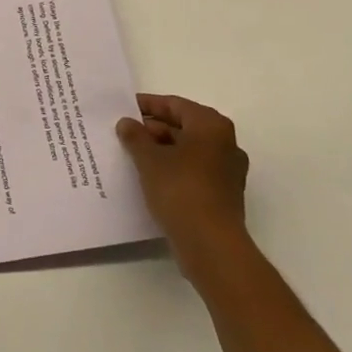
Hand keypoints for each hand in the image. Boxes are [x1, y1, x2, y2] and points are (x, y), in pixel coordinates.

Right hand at [116, 94, 249, 258]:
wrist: (211, 246)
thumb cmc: (181, 190)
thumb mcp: (149, 159)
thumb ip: (135, 136)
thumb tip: (127, 123)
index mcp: (211, 126)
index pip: (175, 105)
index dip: (148, 105)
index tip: (124, 108)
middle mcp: (225, 144)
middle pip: (184, 127)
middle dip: (153, 129)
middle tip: (125, 133)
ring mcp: (227, 171)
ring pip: (188, 151)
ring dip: (162, 151)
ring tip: (132, 156)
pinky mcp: (223, 196)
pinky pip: (193, 172)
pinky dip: (173, 170)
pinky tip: (150, 178)